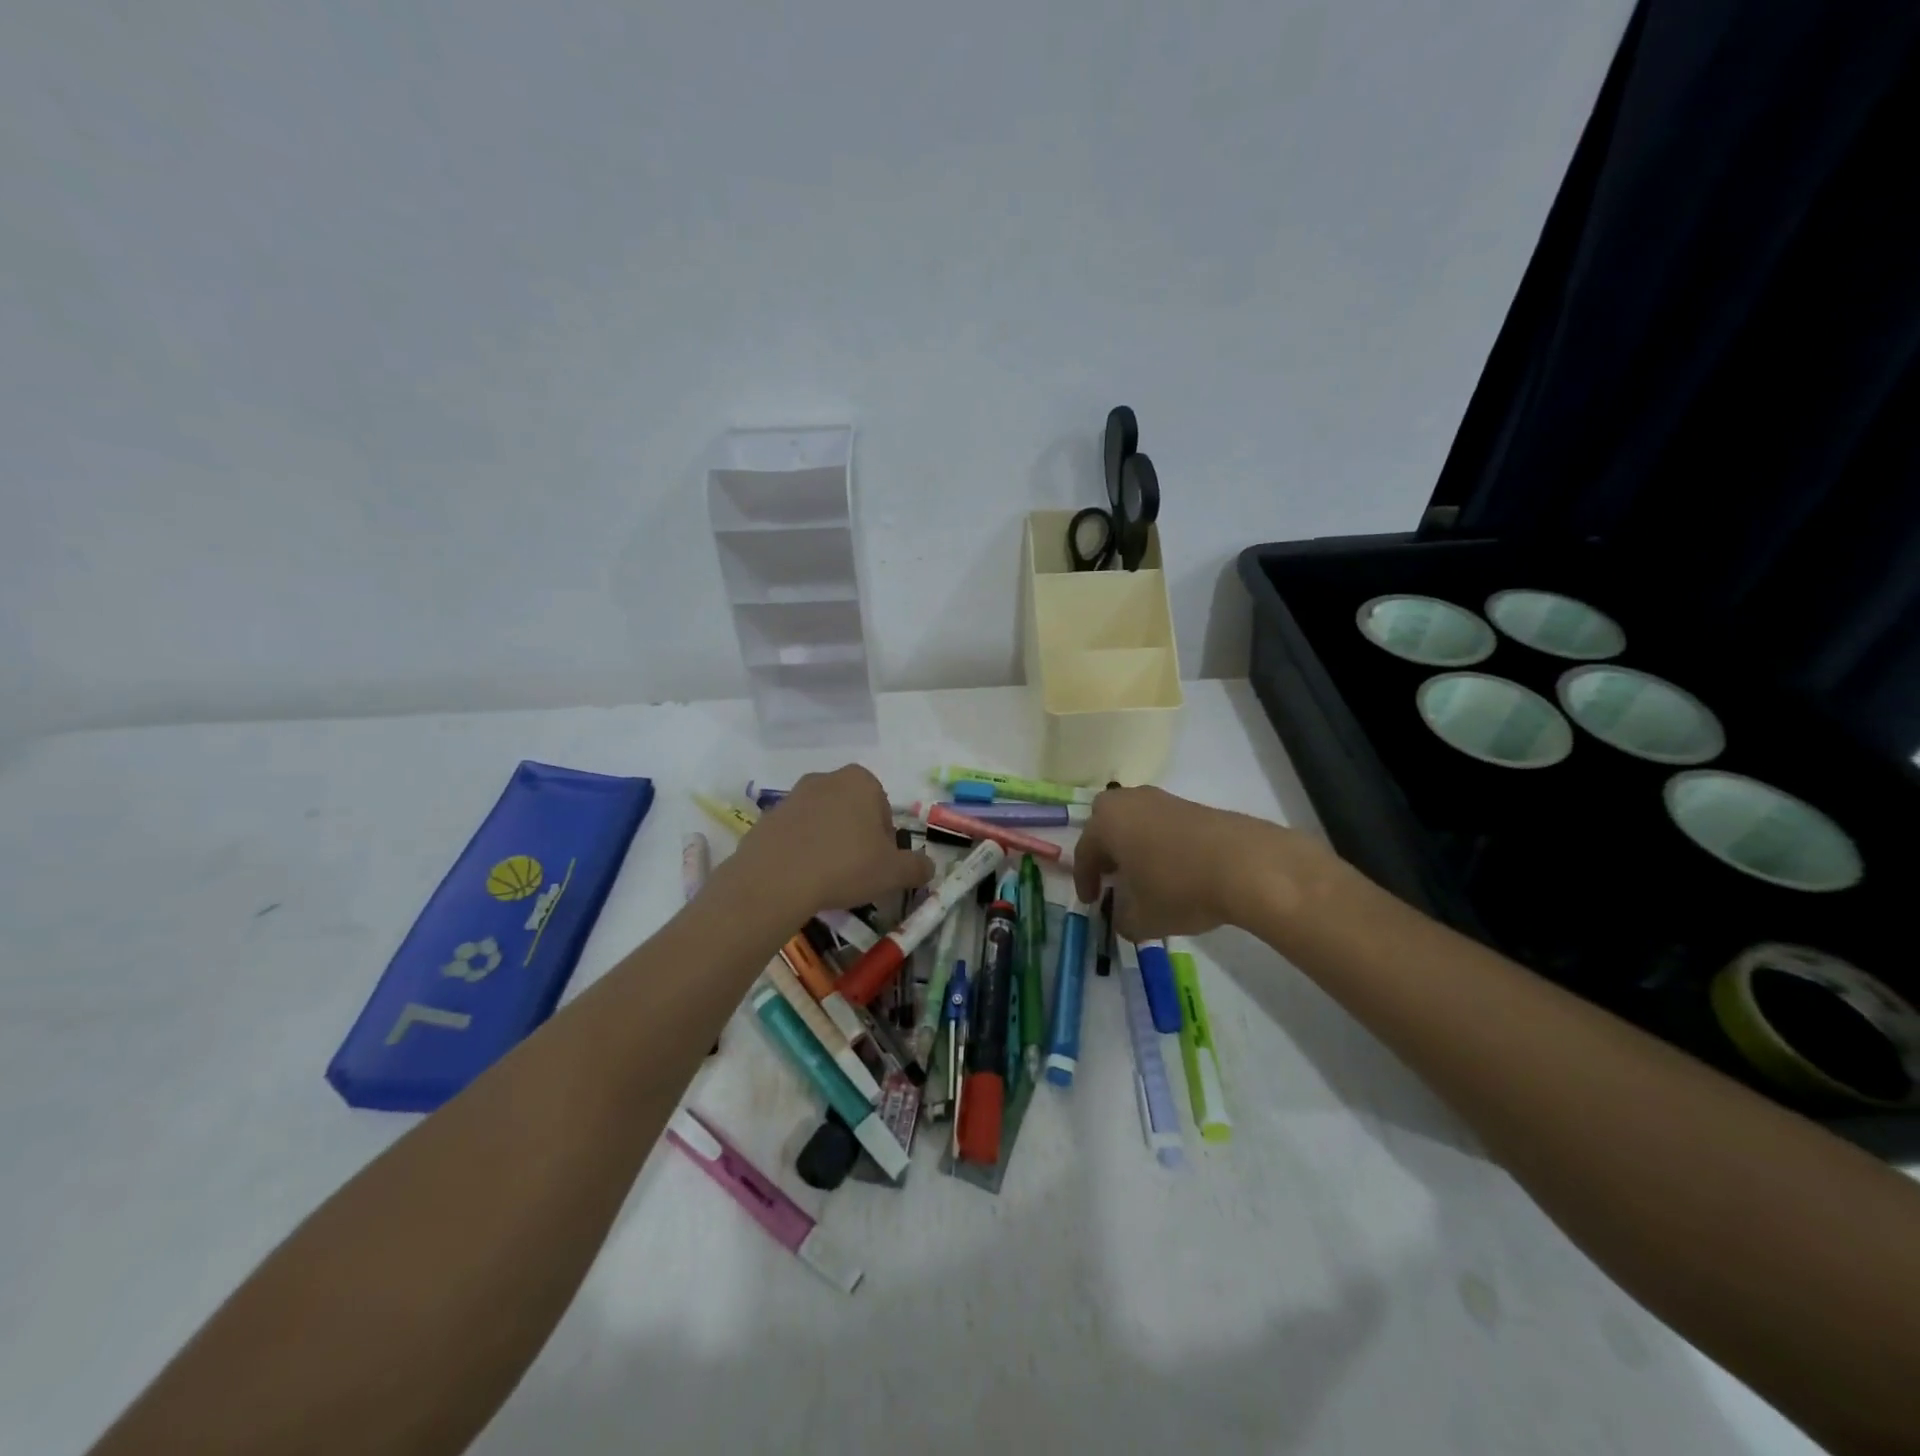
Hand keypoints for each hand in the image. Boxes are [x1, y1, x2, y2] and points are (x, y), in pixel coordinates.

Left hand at [720, 765, 931, 923]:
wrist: (774, 879)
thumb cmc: (845, 866)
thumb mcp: (893, 872)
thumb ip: (917, 867)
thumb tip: (928, 867)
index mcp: (861, 781)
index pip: (884, 809)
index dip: (885, 840)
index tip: (879, 864)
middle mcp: (826, 779)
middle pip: (852, 811)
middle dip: (857, 837)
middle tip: (857, 872)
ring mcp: (793, 796)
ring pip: (823, 821)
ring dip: (829, 843)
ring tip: (827, 878)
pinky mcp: (767, 817)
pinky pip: (795, 834)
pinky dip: (802, 851)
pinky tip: (802, 878)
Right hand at [1072, 786, 1315, 939]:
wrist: (1247, 865)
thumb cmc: (1179, 888)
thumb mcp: (1142, 919)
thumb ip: (1122, 920)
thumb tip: (1123, 918)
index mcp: (1106, 822)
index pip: (1085, 851)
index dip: (1085, 881)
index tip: (1092, 903)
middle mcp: (1130, 802)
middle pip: (1107, 824)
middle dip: (1106, 852)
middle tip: (1112, 879)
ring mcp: (1164, 800)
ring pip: (1137, 822)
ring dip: (1135, 847)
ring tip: (1146, 877)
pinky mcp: (1194, 806)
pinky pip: (1163, 825)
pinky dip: (1161, 845)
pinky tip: (1176, 870)